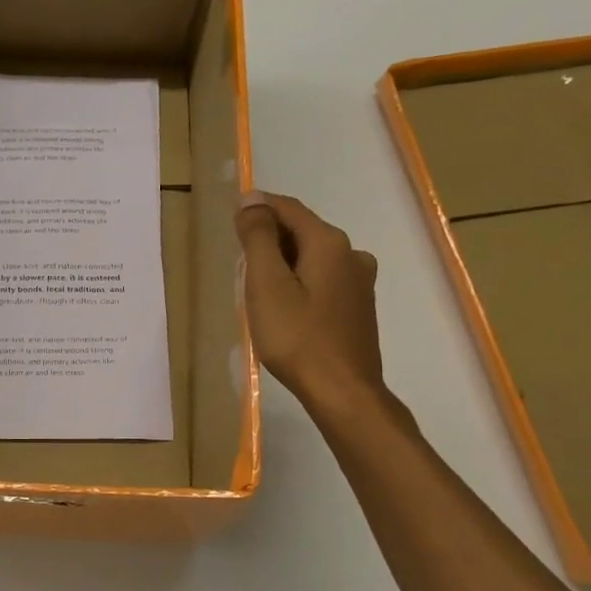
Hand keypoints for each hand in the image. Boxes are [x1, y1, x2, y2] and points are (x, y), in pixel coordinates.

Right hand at [235, 190, 384, 419]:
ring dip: (284, 262)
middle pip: (303, 231)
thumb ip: (259, 238)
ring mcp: (359, 282)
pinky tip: (285, 305)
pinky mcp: (358, 307)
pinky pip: (323, 279)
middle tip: (239, 261)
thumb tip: (252, 199)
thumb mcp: (267, 284)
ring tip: (257, 286)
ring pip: (313, 257)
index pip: (288, 209)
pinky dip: (299, 281)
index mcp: (329, 243)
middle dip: (270, 238)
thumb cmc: (297, 337)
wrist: (342, 391)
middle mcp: (351, 254)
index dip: (259, 208)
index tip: (231, 219)